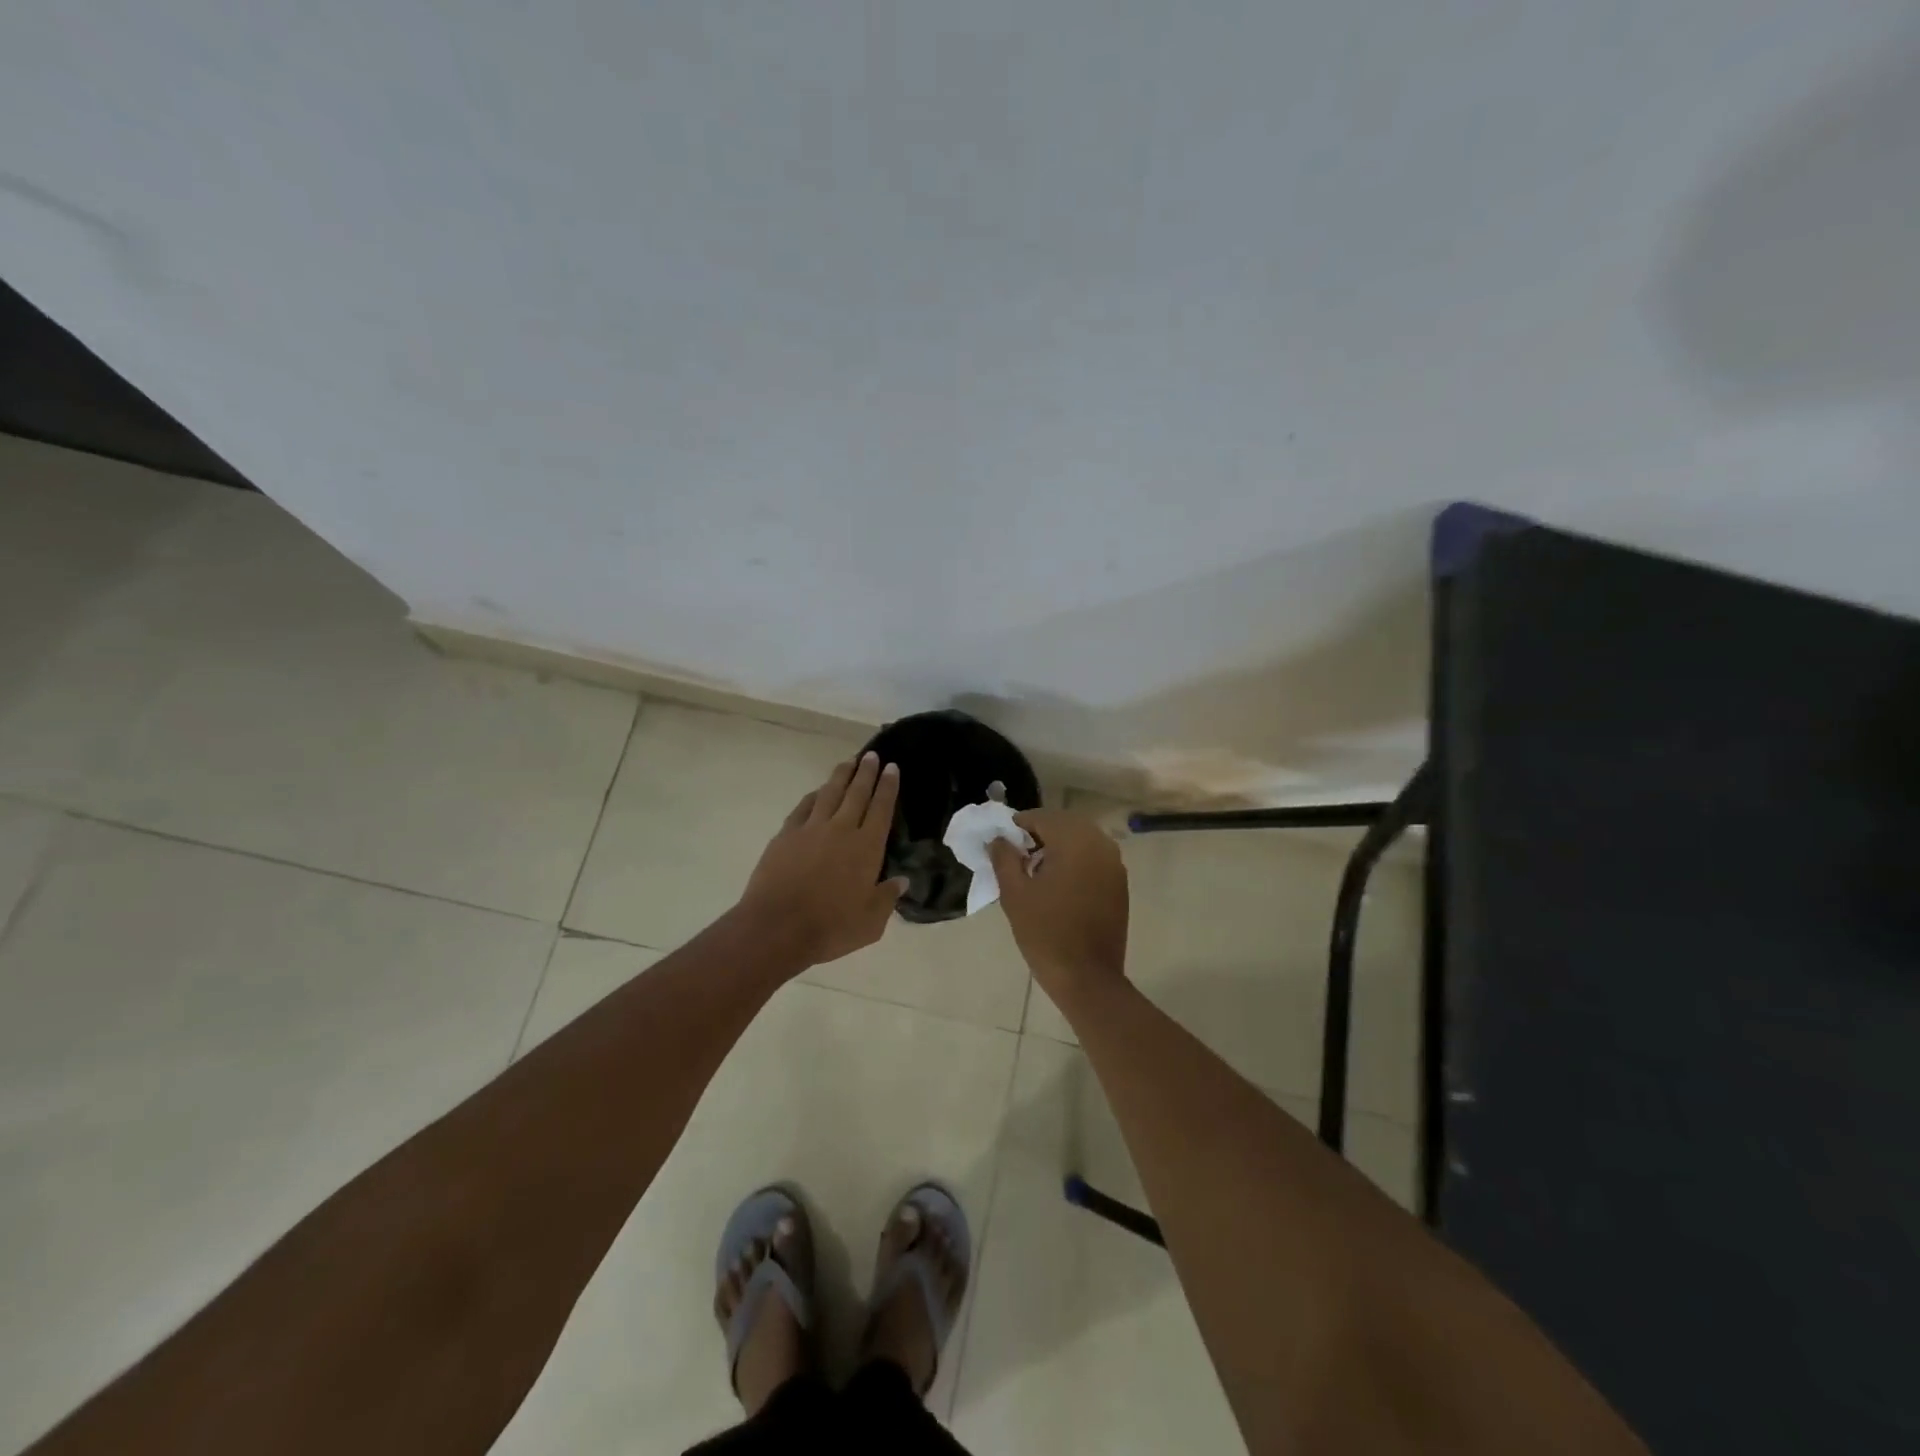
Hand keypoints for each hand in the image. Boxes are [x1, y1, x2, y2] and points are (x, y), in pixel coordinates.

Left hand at [737, 752, 908, 967]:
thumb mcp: (870, 922)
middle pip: (857, 793)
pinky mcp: (786, 835)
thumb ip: (887, 898)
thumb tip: (902, 880)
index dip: (888, 786)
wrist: (777, 927)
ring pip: (829, 793)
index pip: (882, 808)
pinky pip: (804, 807)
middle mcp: (841, 830)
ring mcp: (811, 829)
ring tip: (848, 762)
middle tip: (872, 755)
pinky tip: (817, 791)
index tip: (892, 767)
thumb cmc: (830, 928)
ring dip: (841, 776)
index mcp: (866, 847)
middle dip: (867, 772)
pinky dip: (813, 796)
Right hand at [987, 809, 1128, 1005]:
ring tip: (1036, 870)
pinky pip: (1093, 857)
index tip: (1002, 844)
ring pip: (1081, 839)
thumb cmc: (1045, 933)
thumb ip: (1004, 858)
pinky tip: (1058, 883)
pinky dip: (1075, 860)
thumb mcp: (1015, 894)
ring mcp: (1114, 863)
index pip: (1042, 818)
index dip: (1018, 827)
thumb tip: (999, 839)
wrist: (1087, 977)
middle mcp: (1100, 844)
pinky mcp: (1119, 883)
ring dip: (1058, 846)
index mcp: (1074, 841)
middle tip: (1017, 856)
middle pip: (1064, 824)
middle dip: (1040, 834)